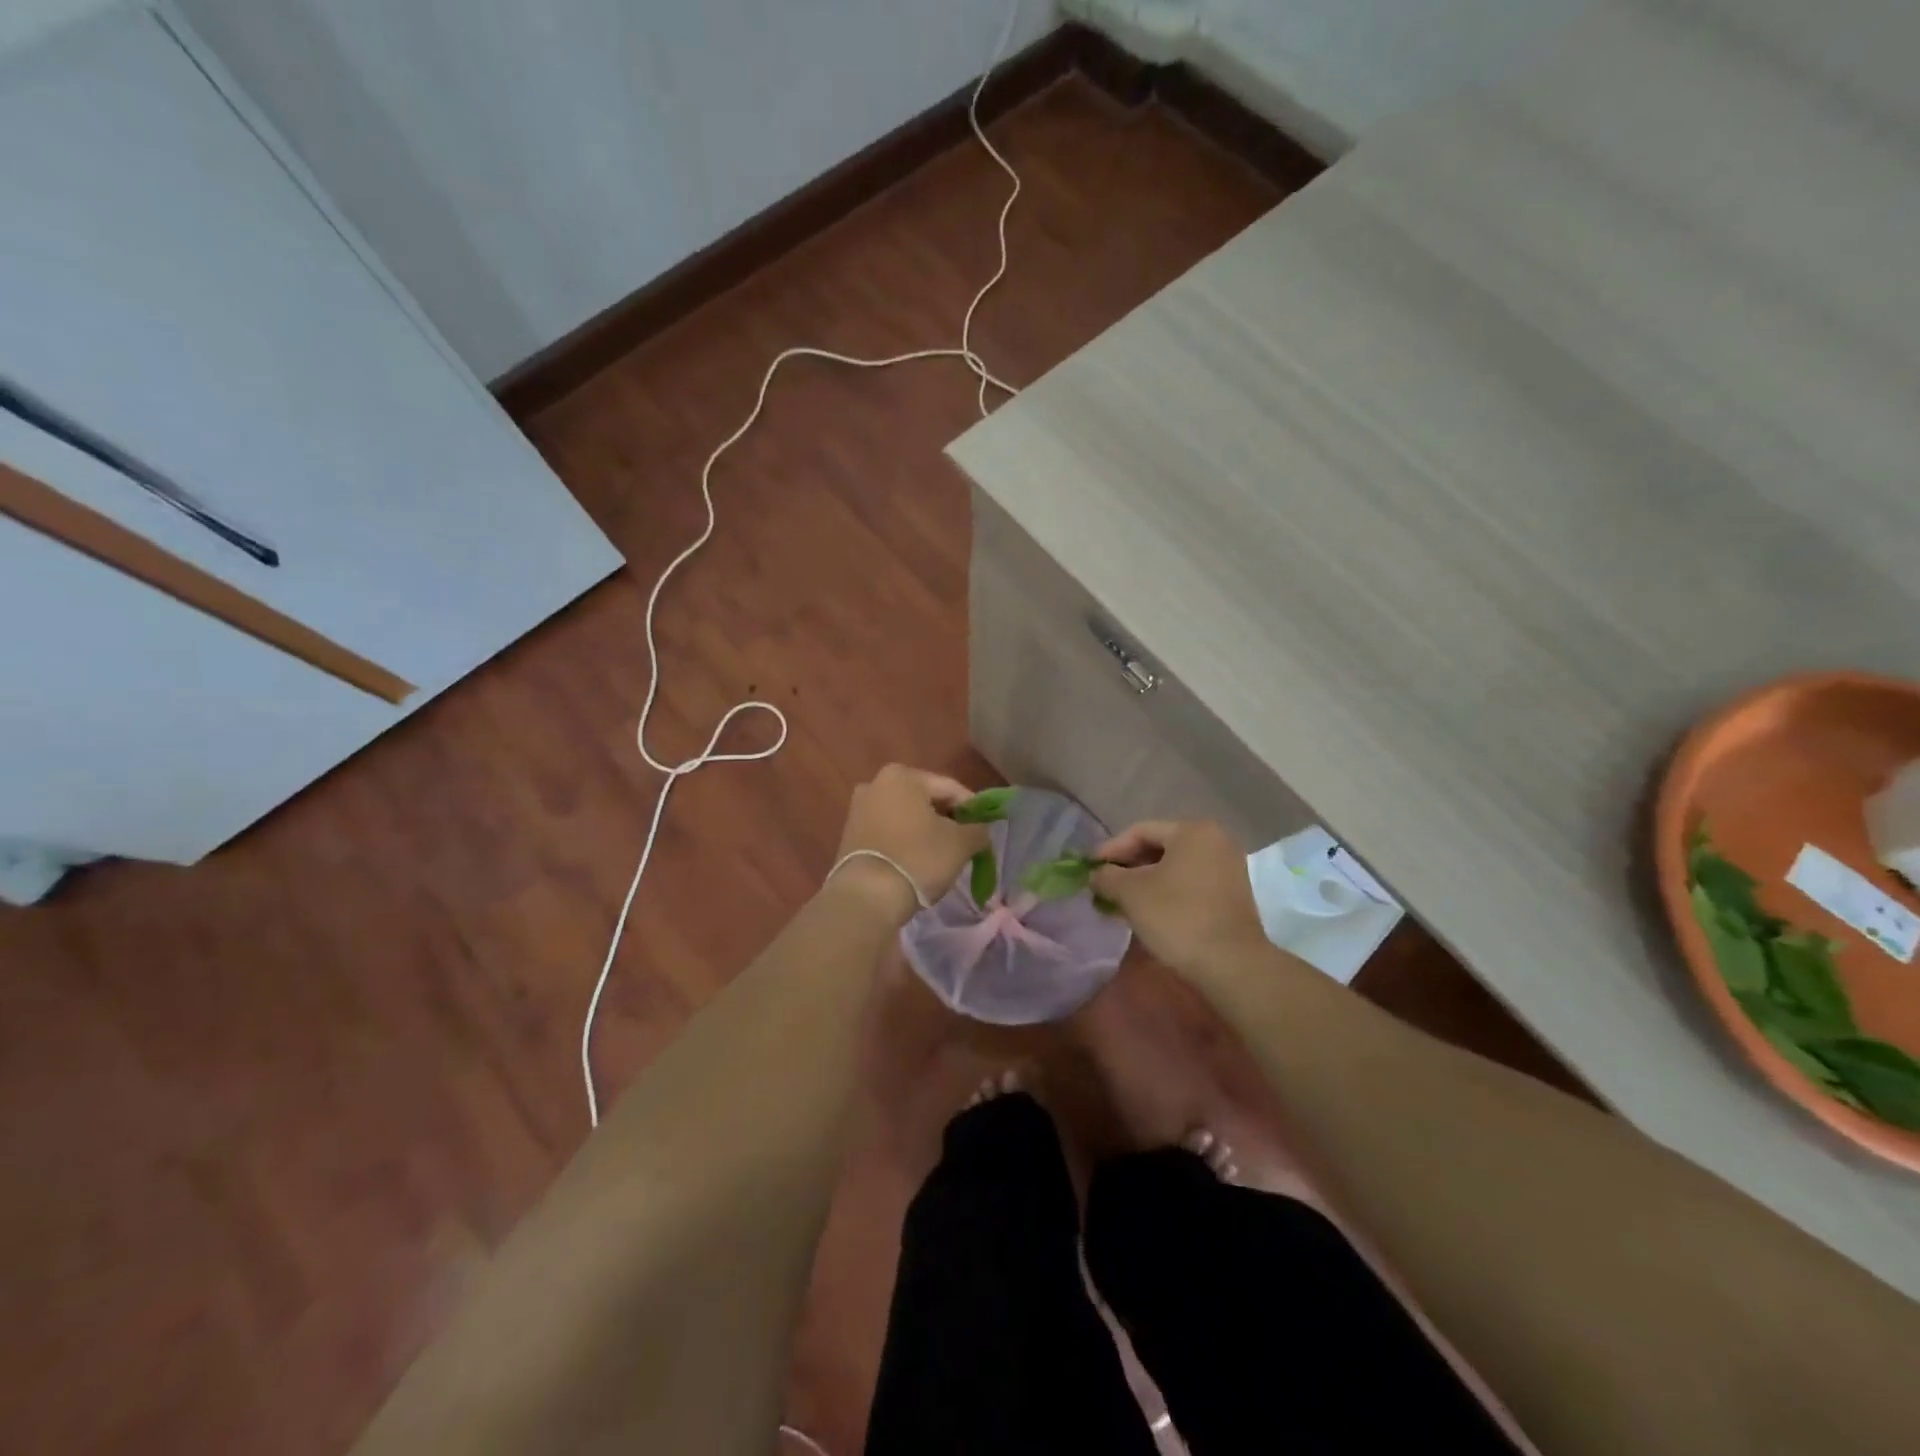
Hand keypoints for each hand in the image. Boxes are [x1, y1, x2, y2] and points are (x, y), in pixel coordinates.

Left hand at [830, 765, 989, 924]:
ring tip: (941, 855)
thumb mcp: (961, 844)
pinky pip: (888, 832)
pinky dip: (905, 842)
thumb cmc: (918, 859)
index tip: (984, 830)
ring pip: (906, 817)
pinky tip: (916, 862)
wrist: (867, 896)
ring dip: (925, 831)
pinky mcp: (850, 835)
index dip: (972, 809)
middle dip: (946, 819)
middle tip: (965, 843)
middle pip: (925, 800)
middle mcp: (876, 784)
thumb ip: (978, 830)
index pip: (950, 788)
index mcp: (902, 776)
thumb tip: (981, 830)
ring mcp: (859, 809)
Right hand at [1092, 820, 1266, 972]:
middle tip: (1103, 886)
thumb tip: (1096, 874)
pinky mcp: (1231, 894)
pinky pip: (1189, 883)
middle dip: (1127, 868)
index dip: (1110, 850)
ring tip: (1118, 902)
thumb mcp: (1131, 893)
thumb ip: (1107, 876)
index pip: (1140, 831)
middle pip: (1158, 847)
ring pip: (1173, 868)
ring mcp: (1227, 868)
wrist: (1231, 964)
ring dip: (1143, 883)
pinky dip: (1165, 893)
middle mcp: (1215, 841)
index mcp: (1192, 831)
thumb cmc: (1178, 917)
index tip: (1089, 869)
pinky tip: (1145, 912)